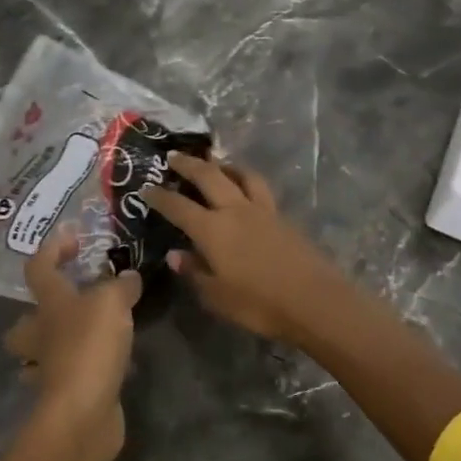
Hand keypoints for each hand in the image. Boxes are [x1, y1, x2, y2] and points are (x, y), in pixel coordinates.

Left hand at [5, 228, 142, 454]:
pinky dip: (82, 371)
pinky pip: (68, 377)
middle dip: (38, 314)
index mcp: (50, 304)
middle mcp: (42, 335)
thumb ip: (121, 286)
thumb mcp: (113, 302)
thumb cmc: (90, 346)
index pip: (39, 267)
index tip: (73, 238)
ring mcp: (49, 369)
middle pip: (24, 322)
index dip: (52, 249)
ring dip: (57, 345)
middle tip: (69, 304)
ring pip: (42, 353)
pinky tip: (107, 366)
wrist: (82, 413)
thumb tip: (128, 277)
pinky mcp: (65, 396)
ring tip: (88, 336)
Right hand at [143, 153, 352, 345]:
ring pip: (240, 175)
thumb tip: (176, 255)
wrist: (314, 300)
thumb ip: (195, 272)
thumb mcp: (217, 296)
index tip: (146, 188)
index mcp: (212, 229)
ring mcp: (262, 210)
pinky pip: (259, 188)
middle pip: (209, 176)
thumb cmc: (259, 304)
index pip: (179, 206)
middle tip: (174, 156)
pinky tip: (245, 188)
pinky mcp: (282, 216)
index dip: (160, 196)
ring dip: (224, 165)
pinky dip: (246, 180)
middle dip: (189, 164)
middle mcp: (235, 210)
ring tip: (215, 162)